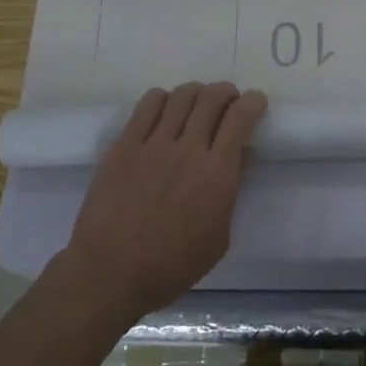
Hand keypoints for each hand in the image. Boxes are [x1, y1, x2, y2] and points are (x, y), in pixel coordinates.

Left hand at [60, 82, 267, 324]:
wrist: (110, 273)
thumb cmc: (171, 266)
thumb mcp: (219, 238)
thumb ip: (231, 193)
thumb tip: (238, 159)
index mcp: (217, 174)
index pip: (241, 117)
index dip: (253, 102)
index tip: (255, 103)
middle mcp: (189, 150)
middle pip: (212, 97)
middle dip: (226, 93)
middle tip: (227, 103)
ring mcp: (153, 144)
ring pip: (182, 95)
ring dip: (197, 93)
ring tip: (196, 106)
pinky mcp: (124, 145)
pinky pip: (148, 105)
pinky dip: (163, 100)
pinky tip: (165, 112)